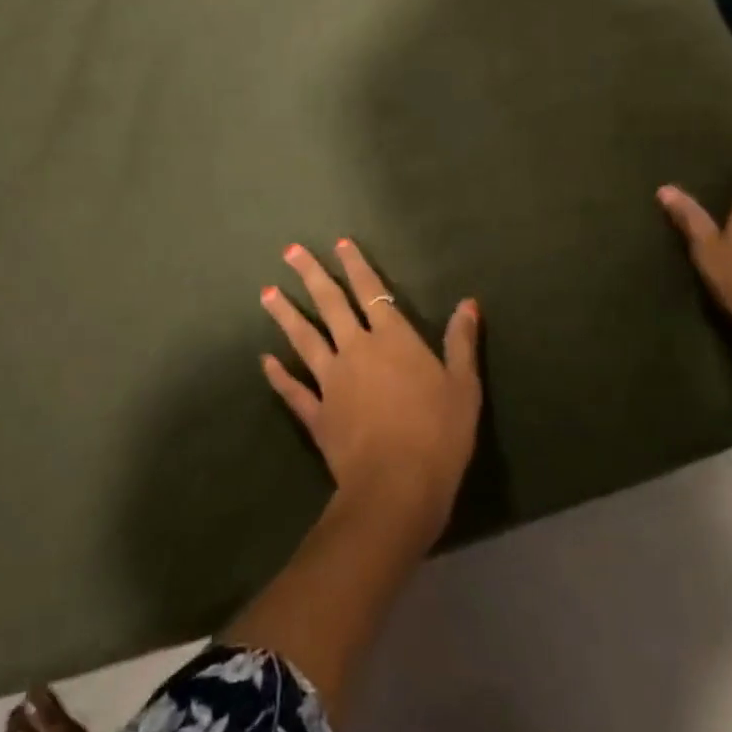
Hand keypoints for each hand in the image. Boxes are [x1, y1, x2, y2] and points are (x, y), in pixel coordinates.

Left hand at [262, 239, 481, 546]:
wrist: (397, 488)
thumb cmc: (438, 434)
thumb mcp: (464, 386)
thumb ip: (461, 342)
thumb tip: (468, 302)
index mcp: (392, 339)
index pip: (372, 292)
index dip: (356, 266)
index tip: (340, 243)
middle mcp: (356, 350)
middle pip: (330, 305)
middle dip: (311, 275)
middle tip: (289, 251)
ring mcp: (331, 382)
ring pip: (304, 339)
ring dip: (285, 314)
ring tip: (266, 292)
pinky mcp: (317, 415)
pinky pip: (293, 390)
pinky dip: (278, 376)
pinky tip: (264, 360)